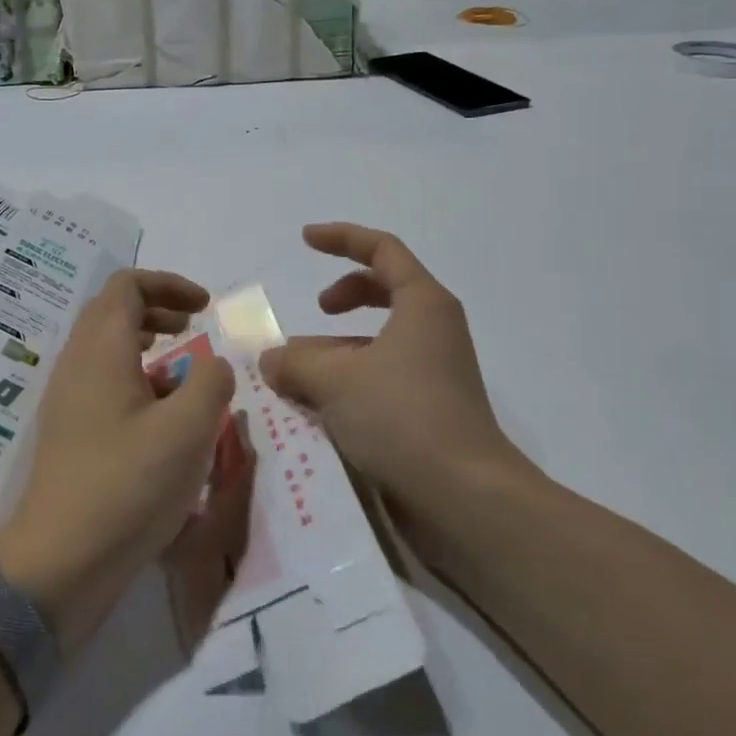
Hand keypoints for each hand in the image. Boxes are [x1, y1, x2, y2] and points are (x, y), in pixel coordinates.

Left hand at [0, 269, 237, 653]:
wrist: (60, 562)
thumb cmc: (127, 485)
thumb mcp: (188, 430)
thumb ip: (211, 382)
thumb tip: (213, 365)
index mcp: (100, 349)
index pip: (126, 285)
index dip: (169, 284)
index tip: (205, 307)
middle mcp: (76, 364)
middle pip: (112, 311)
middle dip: (157, 308)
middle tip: (194, 327)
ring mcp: (67, 399)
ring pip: (106, 347)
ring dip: (146, 343)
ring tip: (182, 369)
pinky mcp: (68, 432)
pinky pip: (102, 381)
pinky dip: (134, 377)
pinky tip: (161, 415)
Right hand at [259, 223, 542, 553]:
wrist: (464, 497)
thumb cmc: (402, 416)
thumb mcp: (335, 381)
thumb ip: (295, 362)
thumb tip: (270, 359)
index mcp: (423, 304)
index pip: (382, 250)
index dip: (342, 238)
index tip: (304, 240)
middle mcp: (433, 330)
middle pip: (385, 290)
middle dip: (344, 293)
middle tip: (315, 310)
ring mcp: (434, 371)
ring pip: (378, 341)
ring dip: (336, 349)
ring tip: (295, 375)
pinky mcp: (428, 409)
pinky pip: (381, 377)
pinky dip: (348, 380)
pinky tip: (316, 408)